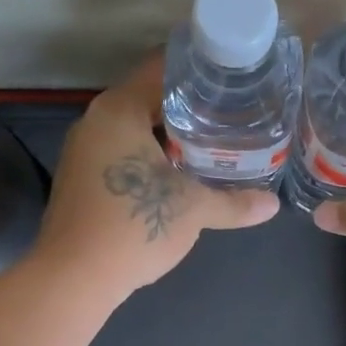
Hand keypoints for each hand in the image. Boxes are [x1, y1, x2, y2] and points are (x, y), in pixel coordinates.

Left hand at [35, 57, 279, 296]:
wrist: (73, 278)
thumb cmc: (133, 226)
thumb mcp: (194, 210)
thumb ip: (235, 202)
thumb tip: (273, 205)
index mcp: (119, 110)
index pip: (162, 67)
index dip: (200, 68)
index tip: (232, 75)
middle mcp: (96, 120)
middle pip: (150, 96)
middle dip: (191, 104)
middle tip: (233, 109)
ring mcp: (84, 150)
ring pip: (136, 127)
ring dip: (171, 132)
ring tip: (214, 138)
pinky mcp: (81, 177)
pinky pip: (123, 150)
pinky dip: (151, 153)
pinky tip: (180, 171)